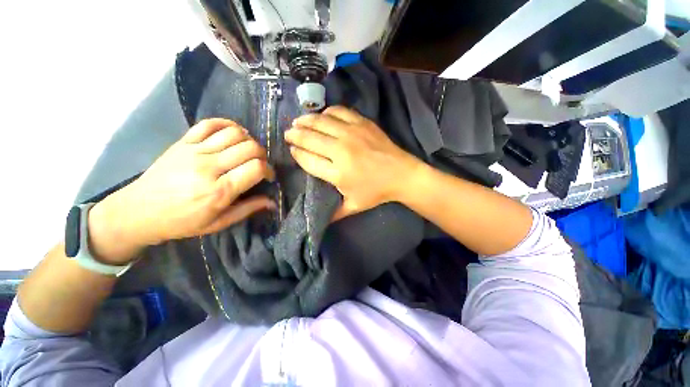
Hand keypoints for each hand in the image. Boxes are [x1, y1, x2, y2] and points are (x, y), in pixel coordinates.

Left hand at [88, 118, 274, 263]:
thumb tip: (272, 201)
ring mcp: (194, 151)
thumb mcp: (218, 223)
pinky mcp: (183, 142)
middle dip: (262, 155)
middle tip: (258, 164)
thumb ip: (248, 209)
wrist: (138, 212)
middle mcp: (209, 167)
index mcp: (219, 191)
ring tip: (247, 151)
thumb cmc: (182, 222)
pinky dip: (227, 125)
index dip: (269, 170)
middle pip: (249, 148)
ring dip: (248, 140)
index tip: (268, 177)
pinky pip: (209, 124)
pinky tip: (233, 134)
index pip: (256, 169)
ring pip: (234, 133)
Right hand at [285, 106, 420, 219]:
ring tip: (298, 122)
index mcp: (338, 173)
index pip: (308, 160)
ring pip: (320, 122)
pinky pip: (339, 112)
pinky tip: (323, 116)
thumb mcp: (354, 206)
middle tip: (288, 133)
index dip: (296, 154)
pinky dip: (327, 112)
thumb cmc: (377, 192)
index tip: (292, 150)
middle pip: (310, 138)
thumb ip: (334, 213)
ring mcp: (352, 134)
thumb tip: (319, 221)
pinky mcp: (362, 123)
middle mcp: (341, 151)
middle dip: (294, 135)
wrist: (402, 175)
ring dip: (305, 121)